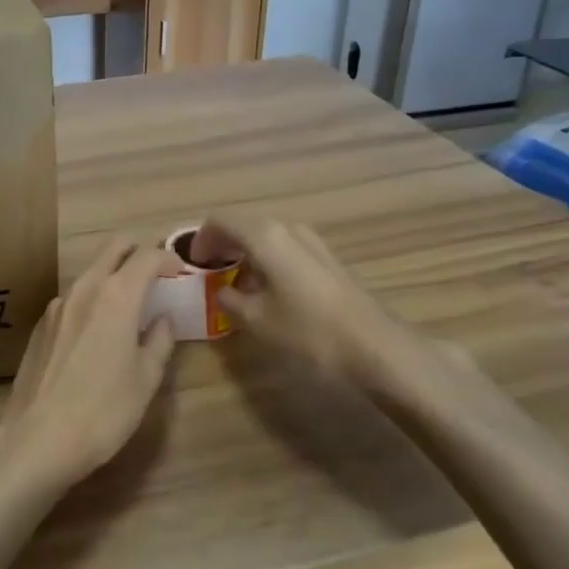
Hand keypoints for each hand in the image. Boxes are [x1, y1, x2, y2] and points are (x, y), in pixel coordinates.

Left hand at [0, 237, 177, 491]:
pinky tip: (97, 330)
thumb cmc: (104, 411)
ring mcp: (58, 304)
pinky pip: (73, 298)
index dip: (167, 257)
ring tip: (130, 303)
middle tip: (157, 271)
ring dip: (113, 275)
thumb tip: (164, 320)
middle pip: (114, 248)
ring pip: (91, 272)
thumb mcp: (145, 380)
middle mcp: (85, 288)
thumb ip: (159, 342)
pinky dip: (92, 299)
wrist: (38, 438)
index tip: (180, 270)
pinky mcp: (41, 324)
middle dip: (138, 250)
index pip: (147, 256)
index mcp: (117, 296)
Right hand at [196, 216, 419, 386]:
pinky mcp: (326, 258)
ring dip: (245, 252)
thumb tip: (221, 292)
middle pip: (243, 224)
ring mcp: (310, 241)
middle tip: (209, 272)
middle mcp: (287, 228)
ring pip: (265, 236)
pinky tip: (267, 290)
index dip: (201, 240)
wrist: (375, 347)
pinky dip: (266, 260)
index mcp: (264, 235)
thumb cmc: (308, 331)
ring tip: (235, 284)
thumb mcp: (257, 320)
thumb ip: (229, 301)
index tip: (193, 264)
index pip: (219, 221)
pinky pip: (284, 248)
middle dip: (222, 244)